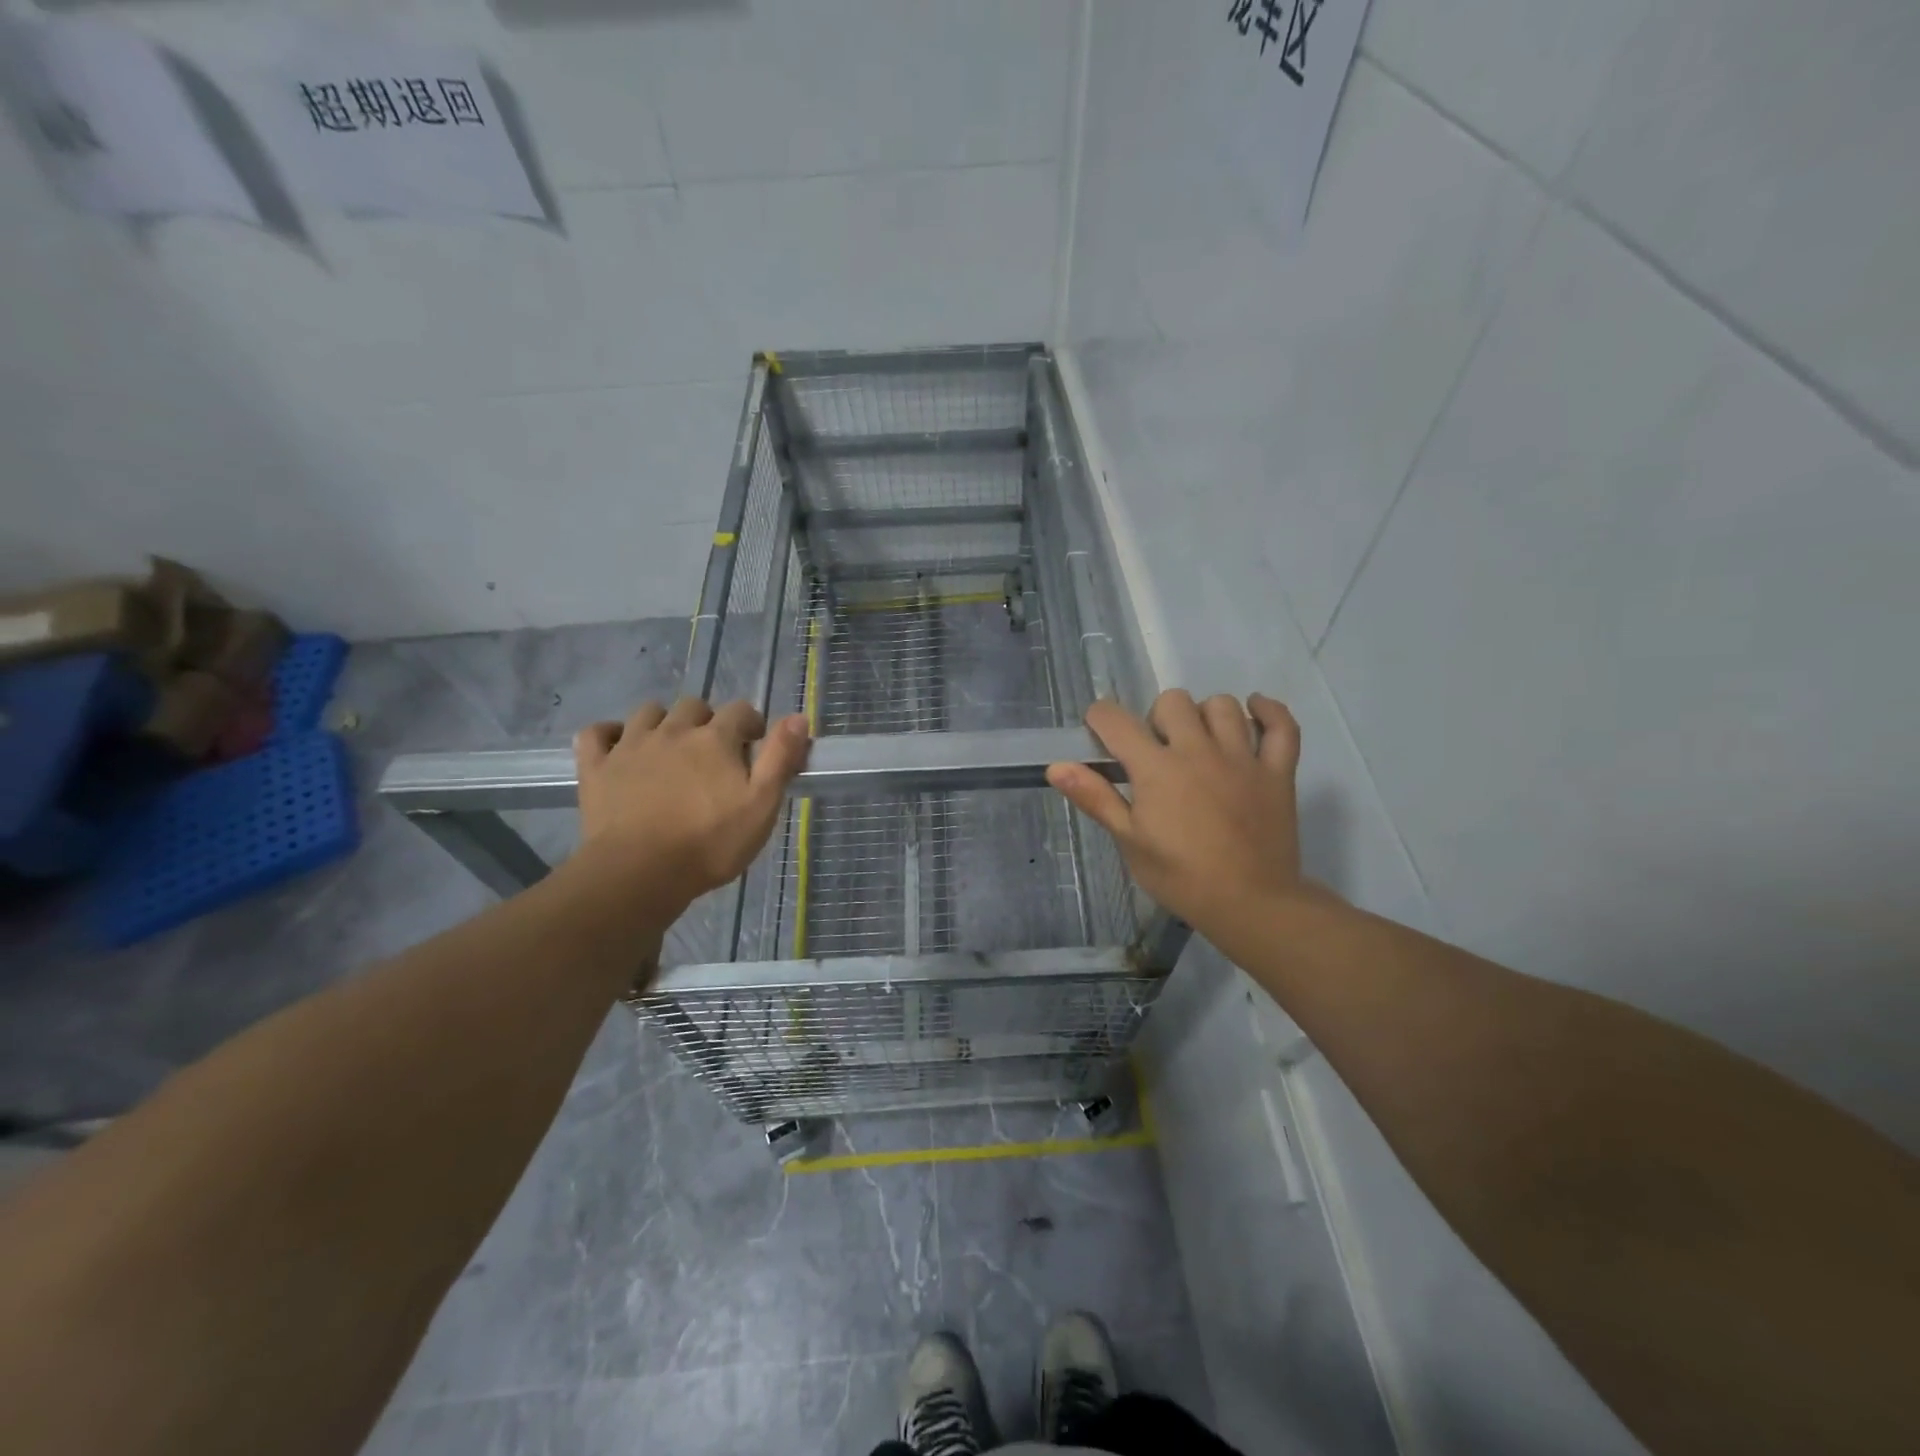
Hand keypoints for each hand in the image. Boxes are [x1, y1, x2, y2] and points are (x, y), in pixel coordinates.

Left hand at [573, 698, 809, 916]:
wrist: (639, 873)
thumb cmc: (710, 843)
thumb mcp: (761, 805)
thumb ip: (781, 758)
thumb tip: (798, 717)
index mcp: (715, 739)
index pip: (741, 711)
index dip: (752, 724)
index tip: (756, 745)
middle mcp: (673, 731)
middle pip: (693, 706)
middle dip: (707, 721)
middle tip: (714, 752)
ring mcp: (630, 746)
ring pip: (648, 712)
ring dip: (663, 722)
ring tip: (670, 748)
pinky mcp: (596, 767)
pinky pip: (596, 733)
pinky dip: (609, 733)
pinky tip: (619, 746)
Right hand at [1047, 691, 1306, 934]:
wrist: (1251, 904)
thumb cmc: (1181, 877)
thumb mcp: (1130, 842)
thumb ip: (1096, 798)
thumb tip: (1056, 766)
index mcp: (1156, 769)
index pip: (1116, 720)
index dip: (1100, 718)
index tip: (1100, 733)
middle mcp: (1198, 750)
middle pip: (1172, 701)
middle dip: (1156, 718)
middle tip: (1156, 752)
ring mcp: (1242, 757)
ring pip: (1222, 705)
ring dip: (1205, 715)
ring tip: (1201, 741)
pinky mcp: (1277, 771)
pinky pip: (1282, 726)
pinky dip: (1270, 712)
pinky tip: (1254, 711)